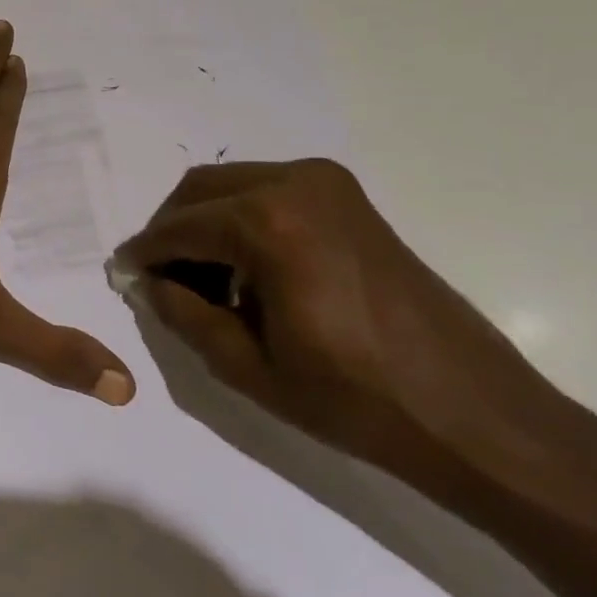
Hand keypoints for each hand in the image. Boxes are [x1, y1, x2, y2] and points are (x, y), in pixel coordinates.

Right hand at [109, 159, 576, 496]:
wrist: (474, 414)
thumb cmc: (356, 399)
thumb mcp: (247, 366)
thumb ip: (182, 313)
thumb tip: (147, 281)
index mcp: (268, 222)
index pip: (178, 227)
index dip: (143, 253)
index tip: (123, 275)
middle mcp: (295, 183)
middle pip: (199, 191)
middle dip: (171, 231)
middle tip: (160, 278)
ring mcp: (327, 184)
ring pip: (231, 186)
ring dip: (205, 224)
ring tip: (203, 280)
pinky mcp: (348, 198)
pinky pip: (268, 191)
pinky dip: (241, 220)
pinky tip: (247, 270)